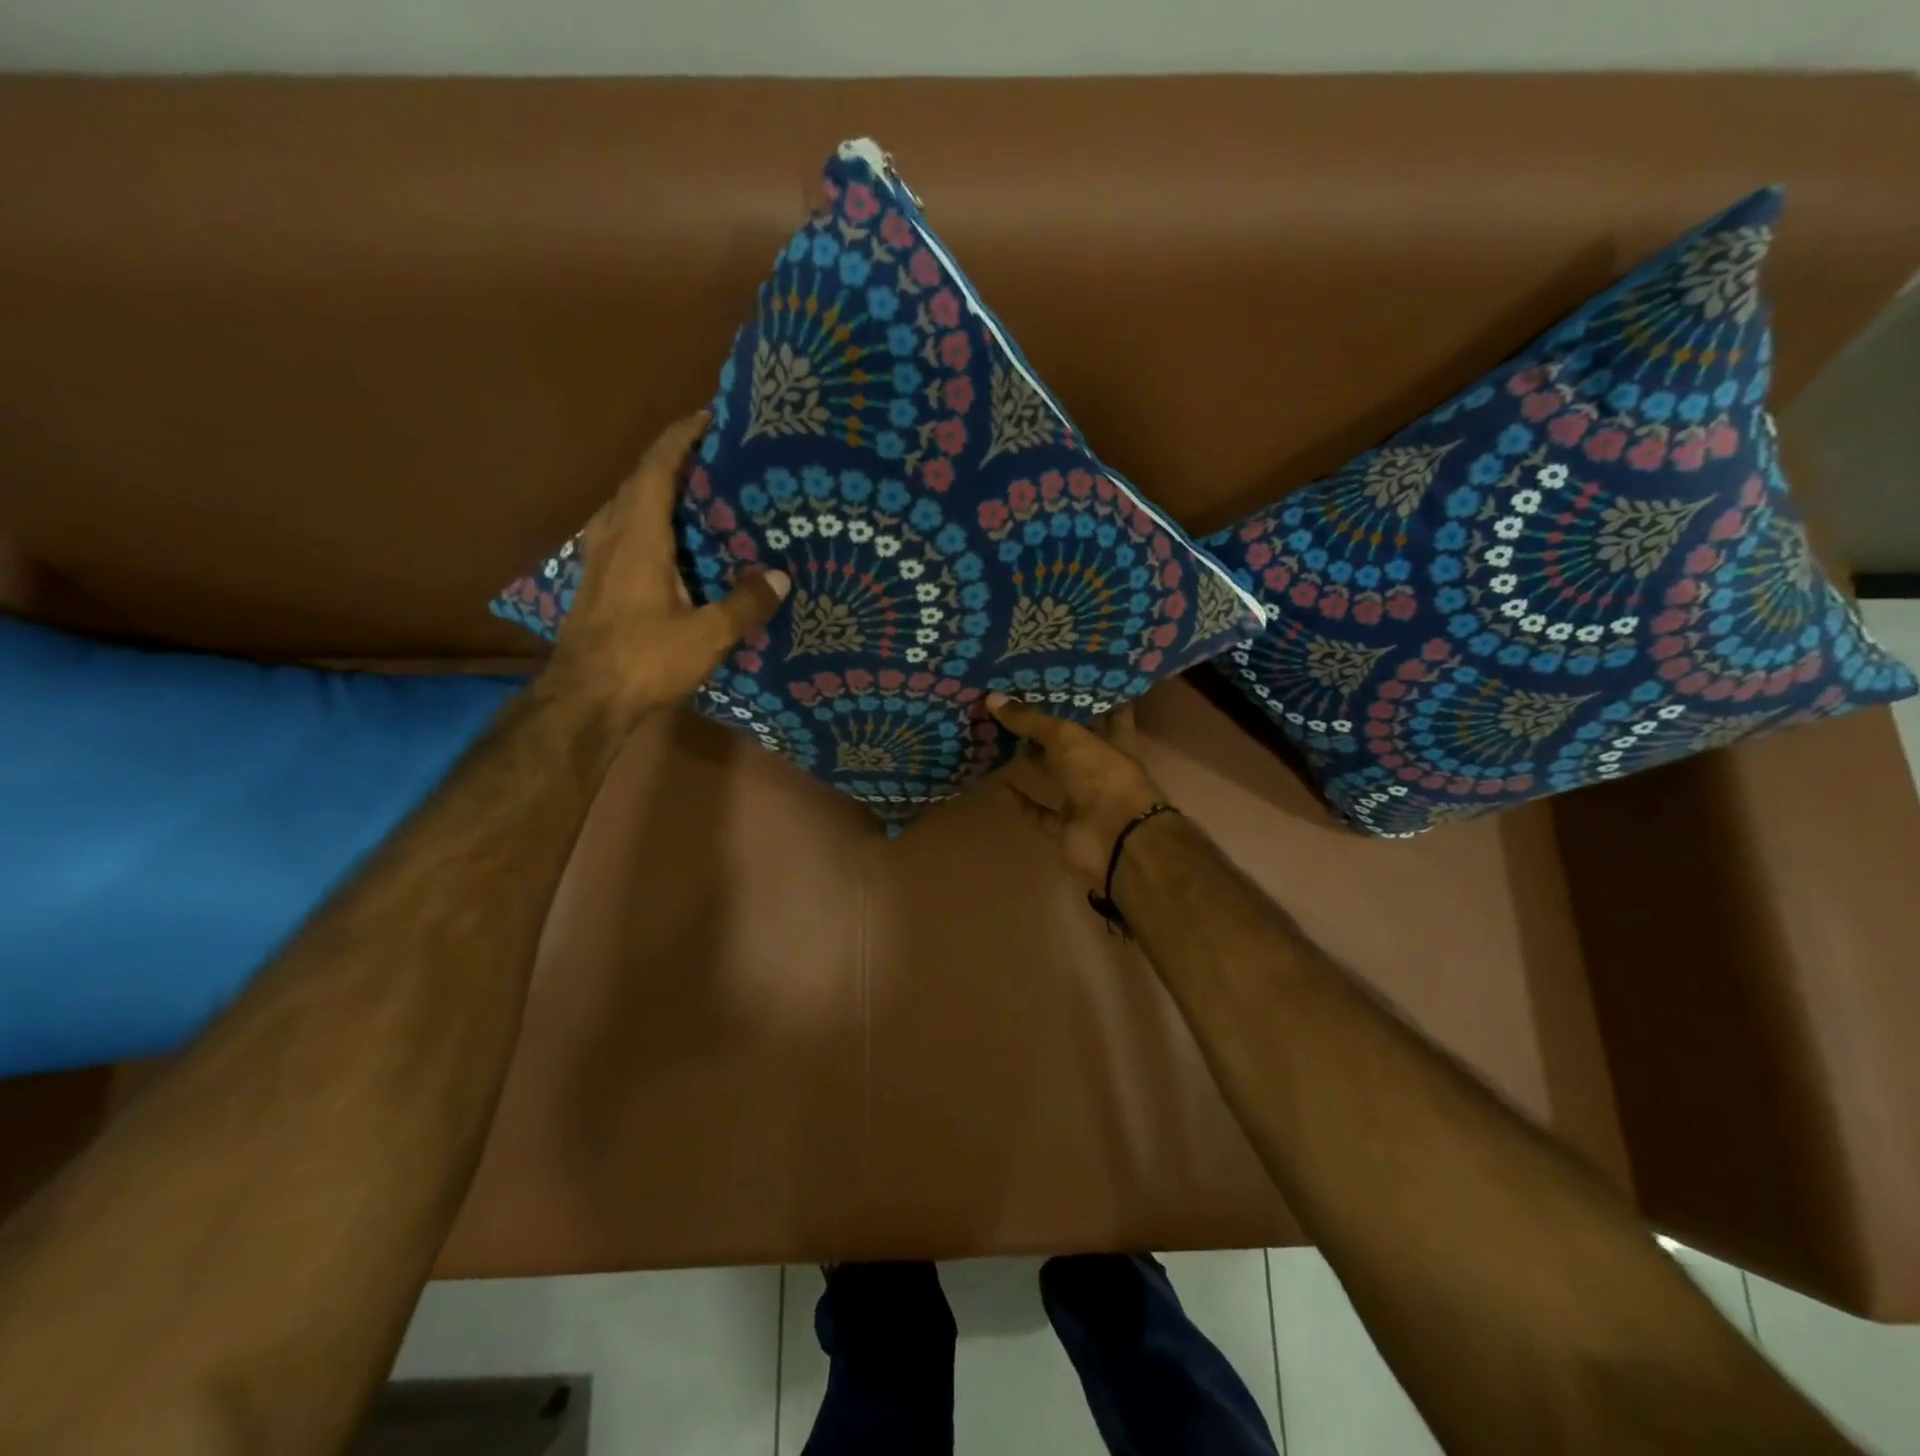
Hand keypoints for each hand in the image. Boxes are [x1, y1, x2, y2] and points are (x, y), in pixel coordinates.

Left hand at [554, 412, 789, 722]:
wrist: (585, 699)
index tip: (709, 417)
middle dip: (673, 459)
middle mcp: (613, 536)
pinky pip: (624, 530)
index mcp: (639, 537)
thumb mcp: (706, 635)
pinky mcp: (597, 581)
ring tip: (696, 493)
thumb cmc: (644, 660)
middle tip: (714, 457)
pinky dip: (649, 519)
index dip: (681, 438)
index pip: (657, 469)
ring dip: (657, 488)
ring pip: (626, 505)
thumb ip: (744, 604)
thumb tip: (778, 578)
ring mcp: (598, 558)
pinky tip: (672, 541)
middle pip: (638, 480)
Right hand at [987, 694, 1168, 888]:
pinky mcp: (1066, 827)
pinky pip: (1038, 811)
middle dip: (1049, 725)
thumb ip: (1030, 720)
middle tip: (1017, 702)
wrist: (1116, 839)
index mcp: (1114, 739)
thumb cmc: (1102, 775)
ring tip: (1001, 736)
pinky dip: (1020, 802)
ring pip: (1054, 774)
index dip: (1092, 695)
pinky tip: (998, 785)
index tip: (1069, 677)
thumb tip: (992, 698)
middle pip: (1072, 741)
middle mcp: (1100, 766)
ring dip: (1032, 760)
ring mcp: (1084, 799)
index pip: (1107, 710)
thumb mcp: (1066, 737)